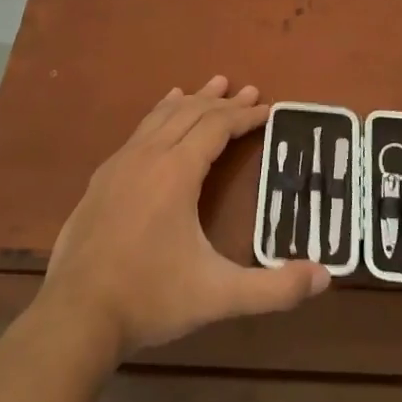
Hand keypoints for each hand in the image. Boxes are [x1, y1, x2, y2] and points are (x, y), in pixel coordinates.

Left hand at [38, 77, 329, 358]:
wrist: (75, 316)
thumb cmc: (151, 298)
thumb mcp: (219, 296)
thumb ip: (274, 289)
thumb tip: (326, 276)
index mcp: (176, 171)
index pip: (217, 127)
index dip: (244, 116)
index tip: (267, 108)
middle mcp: (148, 156)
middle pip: (190, 113)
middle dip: (222, 101)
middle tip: (248, 90)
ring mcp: (119, 164)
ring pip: (161, 117)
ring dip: (190, 101)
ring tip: (209, 86)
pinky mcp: (101, 180)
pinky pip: (138, 132)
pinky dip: (158, 115)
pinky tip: (159, 117)